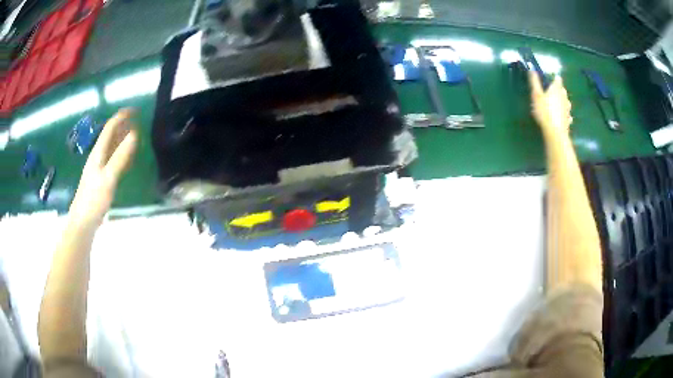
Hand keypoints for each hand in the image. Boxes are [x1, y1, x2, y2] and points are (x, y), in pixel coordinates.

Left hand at [68, 109, 138, 228]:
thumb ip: (120, 157)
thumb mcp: (108, 177)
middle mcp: (98, 156)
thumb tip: (135, 134)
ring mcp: (99, 168)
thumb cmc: (94, 199)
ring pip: (112, 147)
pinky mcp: (101, 178)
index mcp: (98, 152)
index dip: (121, 116)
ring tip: (136, 135)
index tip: (135, 110)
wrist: (83, 221)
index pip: (110, 127)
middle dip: (123, 125)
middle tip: (138, 121)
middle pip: (110, 135)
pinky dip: (121, 154)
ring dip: (122, 138)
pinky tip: (127, 158)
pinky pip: (113, 159)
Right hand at [529, 72, 572, 135]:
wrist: (555, 131)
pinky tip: (563, 117)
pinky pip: (567, 115)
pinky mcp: (568, 120)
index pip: (558, 79)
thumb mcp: (536, 95)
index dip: (554, 79)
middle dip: (559, 90)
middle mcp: (564, 97)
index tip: (550, 80)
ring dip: (563, 101)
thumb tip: (532, 69)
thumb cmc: (545, 111)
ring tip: (558, 104)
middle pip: (563, 90)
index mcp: (556, 89)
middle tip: (552, 92)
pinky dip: (565, 114)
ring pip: (566, 102)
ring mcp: (567, 109)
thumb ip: (534, 82)